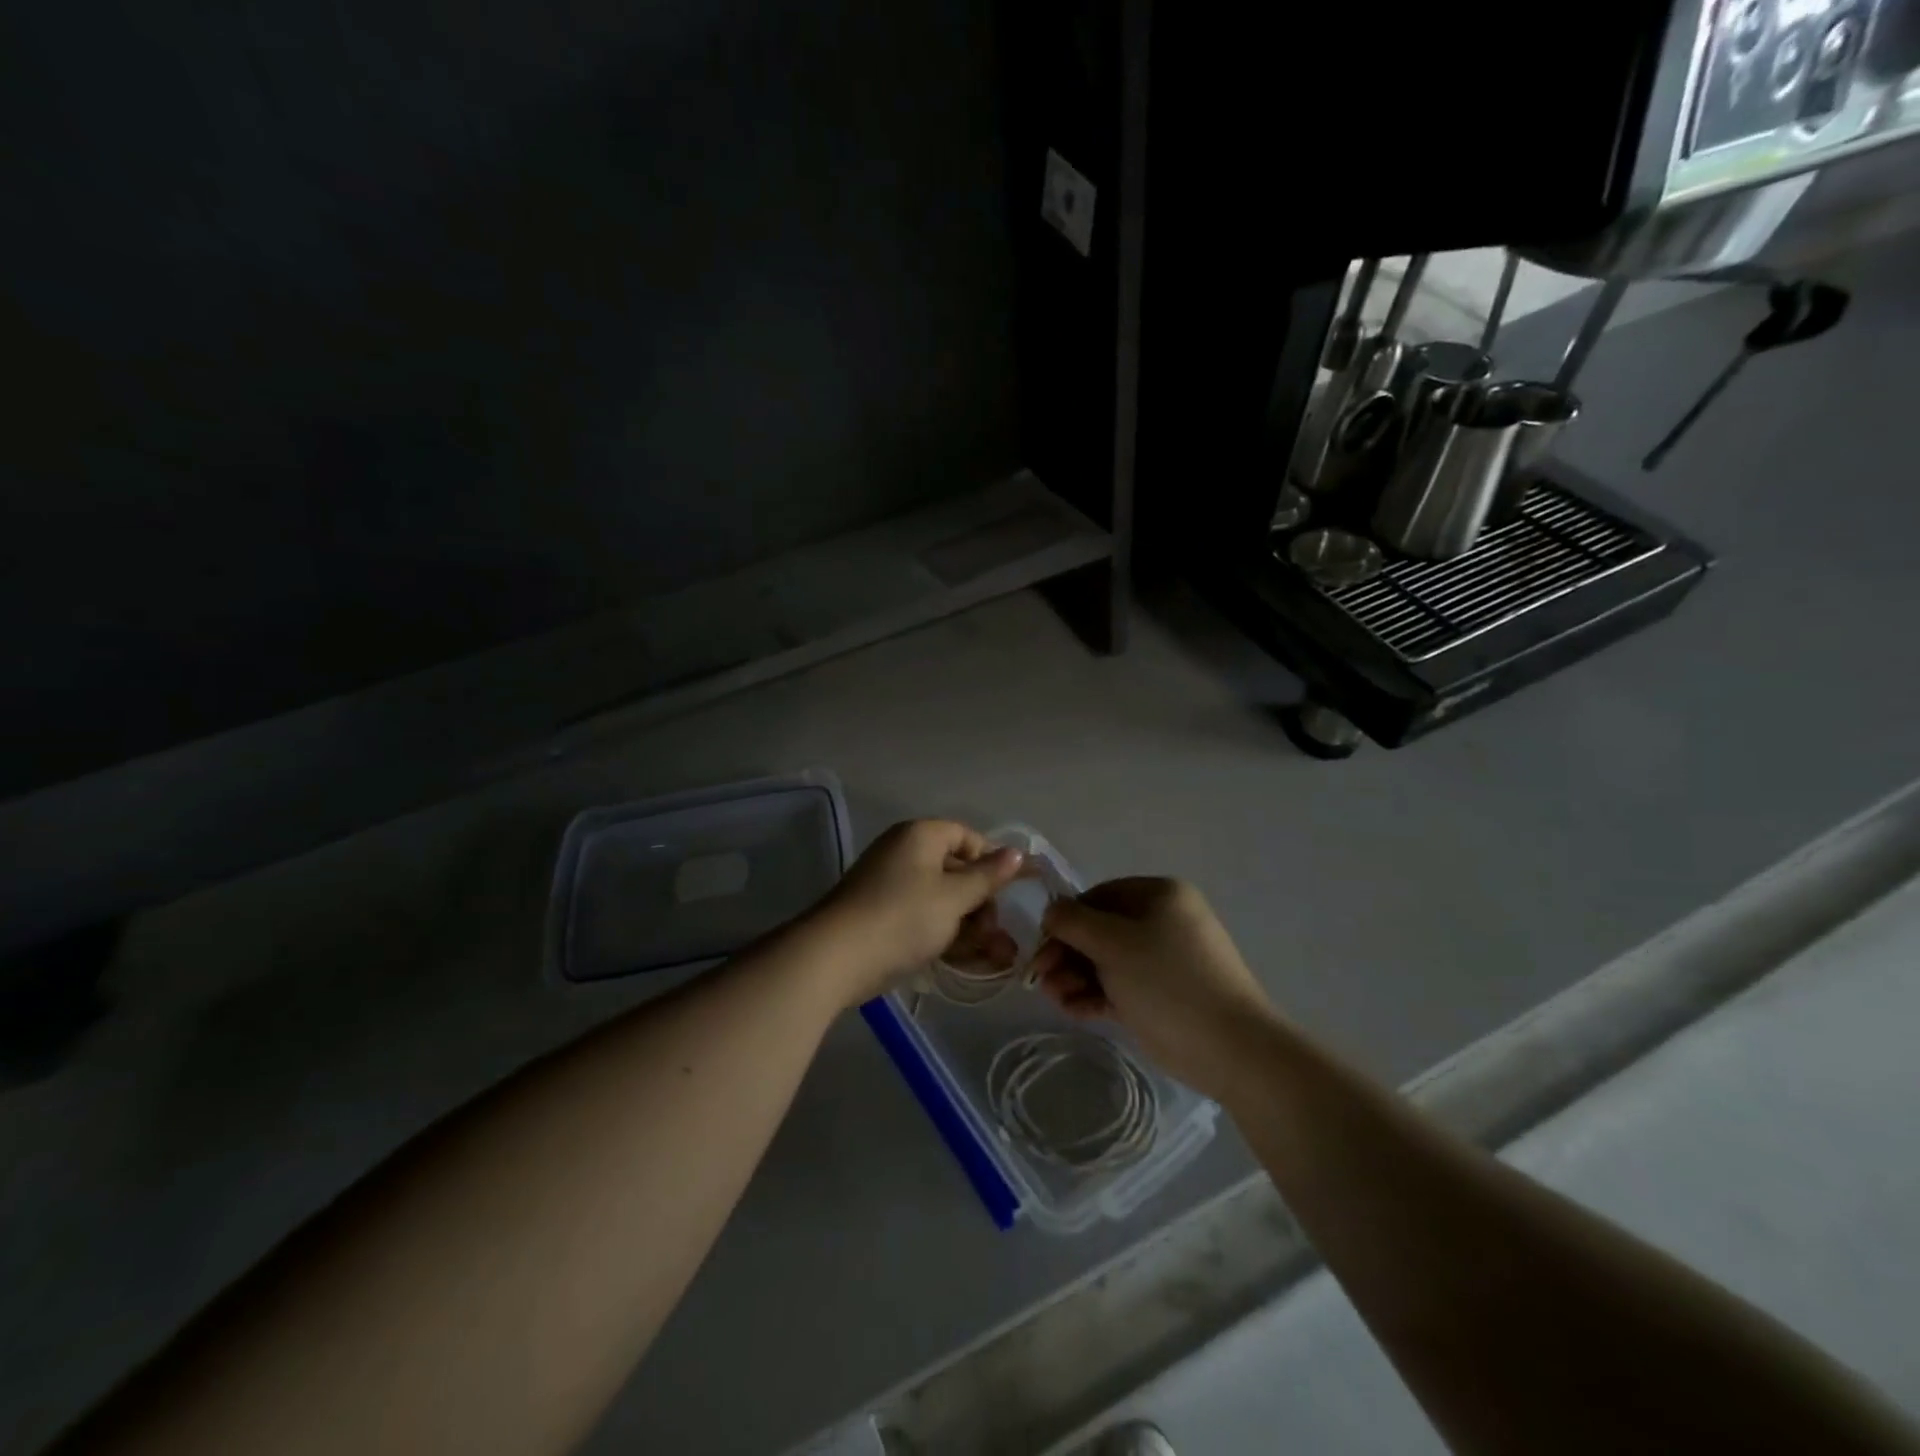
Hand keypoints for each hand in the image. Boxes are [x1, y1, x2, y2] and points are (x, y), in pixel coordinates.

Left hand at [806, 820, 1024, 1006]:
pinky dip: (944, 936)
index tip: (1011, 891)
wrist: (835, 958)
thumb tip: (1017, 853)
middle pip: (955, 870)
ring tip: (996, 958)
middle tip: (998, 934)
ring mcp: (889, 886)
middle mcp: (903, 853)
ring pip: (941, 900)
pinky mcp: (881, 917)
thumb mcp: (954, 897)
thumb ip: (987, 877)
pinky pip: (922, 919)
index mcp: (920, 836)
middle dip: (982, 904)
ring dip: (969, 927)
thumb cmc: (903, 917)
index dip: (991, 860)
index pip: (966, 836)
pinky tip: (967, 962)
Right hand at [1030, 877, 1273, 1097]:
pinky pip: (1120, 986)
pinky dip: (1095, 995)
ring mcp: (1163, 960)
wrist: (1230, 1048)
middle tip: (1041, 979)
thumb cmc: (1167, 981)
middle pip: (1099, 930)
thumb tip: (1050, 912)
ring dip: (1076, 977)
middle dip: (1067, 954)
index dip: (1065, 920)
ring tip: (1057, 999)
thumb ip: (1073, 922)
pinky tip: (1074, 1010)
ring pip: (1107, 961)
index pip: (1098, 897)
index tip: (1040, 947)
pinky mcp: (1161, 995)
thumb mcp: (1113, 943)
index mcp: (1159, 895)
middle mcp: (1162, 921)